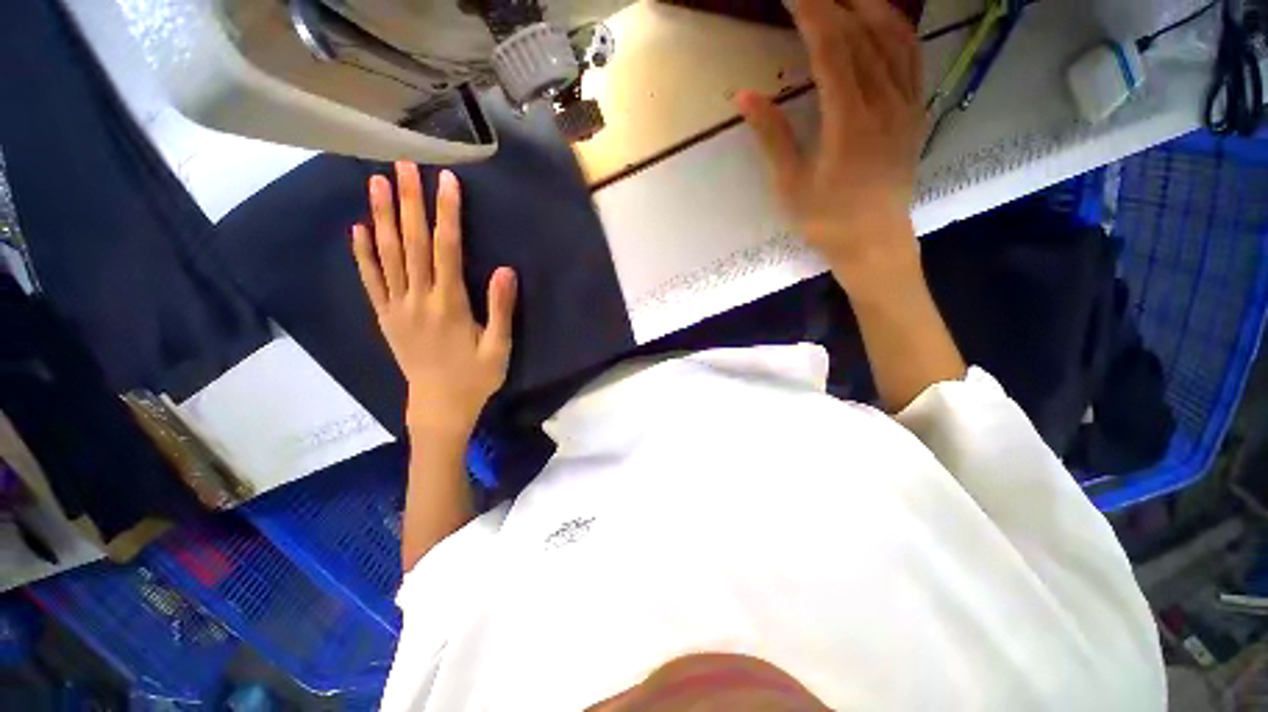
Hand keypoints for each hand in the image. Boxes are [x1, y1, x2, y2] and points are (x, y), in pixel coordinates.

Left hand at [352, 162, 516, 438]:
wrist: (438, 406)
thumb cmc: (475, 377)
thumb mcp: (499, 348)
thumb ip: (500, 309)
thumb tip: (504, 270)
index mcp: (450, 305)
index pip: (447, 250)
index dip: (447, 214)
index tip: (446, 181)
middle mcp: (418, 299)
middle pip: (413, 243)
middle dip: (409, 202)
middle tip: (403, 165)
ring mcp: (397, 307)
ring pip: (387, 255)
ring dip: (382, 217)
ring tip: (376, 183)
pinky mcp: (385, 317)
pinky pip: (371, 280)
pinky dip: (363, 253)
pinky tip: (359, 229)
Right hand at [736, 0, 923, 294]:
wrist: (874, 243)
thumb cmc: (827, 222)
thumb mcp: (791, 185)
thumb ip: (772, 136)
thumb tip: (744, 95)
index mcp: (849, 124)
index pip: (832, 49)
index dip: (811, 12)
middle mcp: (885, 104)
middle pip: (862, 34)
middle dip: (833, 2)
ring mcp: (907, 105)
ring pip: (894, 36)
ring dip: (867, 5)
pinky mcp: (917, 111)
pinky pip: (912, 57)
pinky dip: (895, 28)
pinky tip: (879, 19)